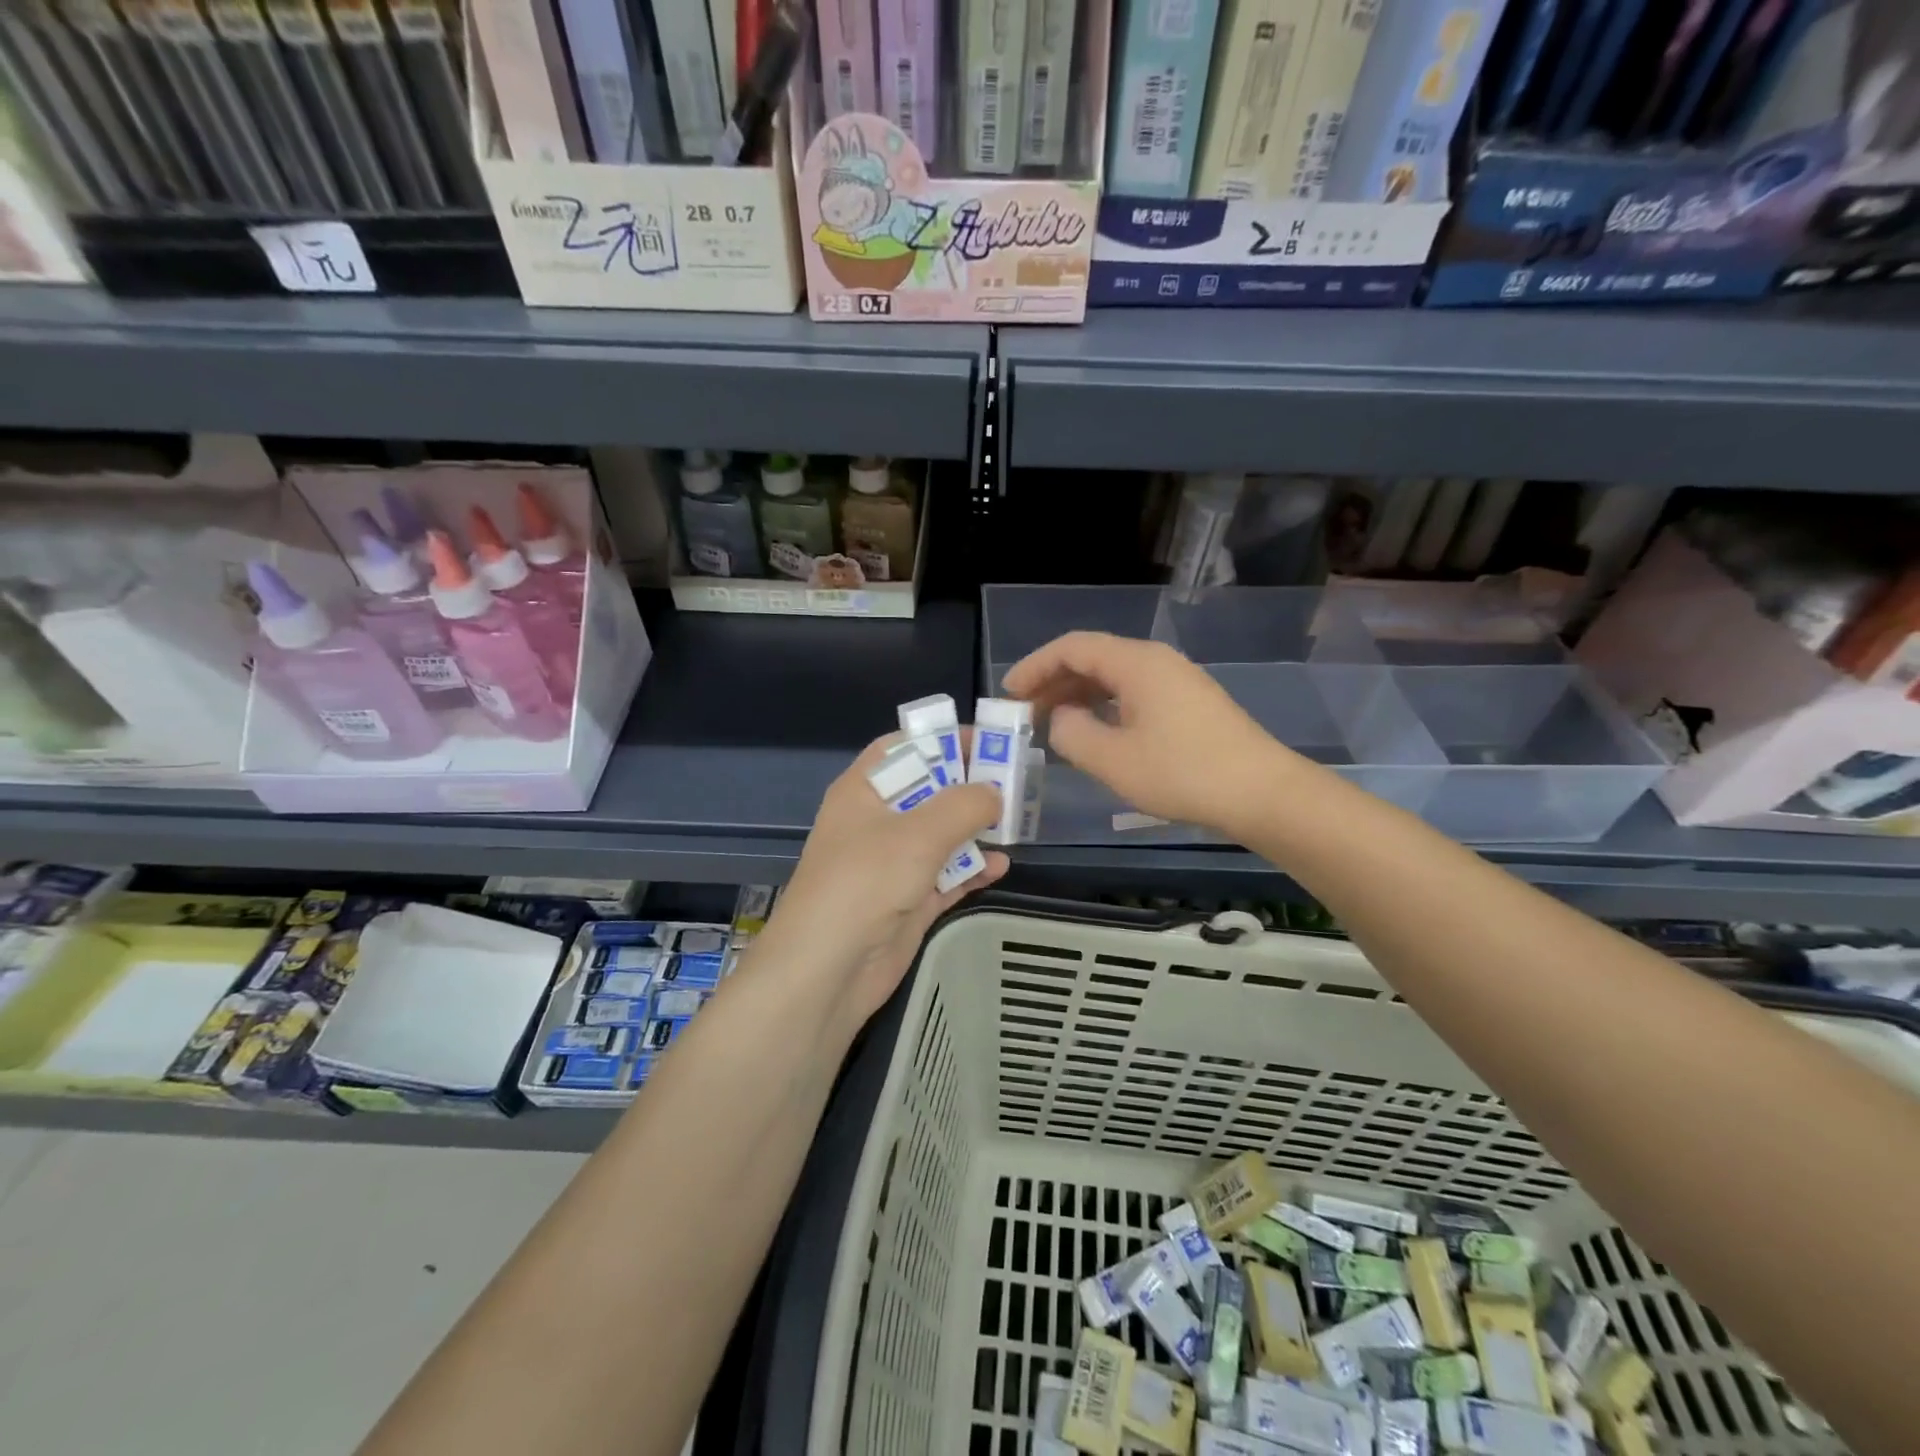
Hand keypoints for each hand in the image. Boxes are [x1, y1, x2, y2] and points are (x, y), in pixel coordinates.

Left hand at [760, 735, 1008, 1024]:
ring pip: (941, 835)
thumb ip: (963, 805)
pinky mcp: (908, 902)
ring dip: (975, 829)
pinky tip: (1000, 866)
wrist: (828, 971)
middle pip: (929, 791)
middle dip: (969, 786)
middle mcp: (877, 822)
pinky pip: (946, 876)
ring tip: (1015, 823)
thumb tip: (994, 792)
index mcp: (864, 791)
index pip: (904, 748)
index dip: (942, 739)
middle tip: (1014, 781)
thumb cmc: (865, 883)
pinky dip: (971, 870)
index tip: (987, 741)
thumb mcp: (917, 833)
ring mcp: (892, 864)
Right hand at [1003, 631, 1285, 836]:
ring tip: (1052, 725)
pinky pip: (1133, 693)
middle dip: (1053, 682)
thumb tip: (1061, 719)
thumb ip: (1072, 734)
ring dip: (1078, 696)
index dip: (1035, 666)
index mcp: (1136, 663)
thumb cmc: (1182, 773)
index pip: (1072, 647)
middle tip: (1024, 714)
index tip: (1008, 694)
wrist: (1261, 793)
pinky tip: (1095, 733)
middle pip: (1093, 658)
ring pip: (1113, 677)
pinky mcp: (1188, 703)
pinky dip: (1104, 706)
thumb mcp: (1113, 760)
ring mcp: (1176, 680)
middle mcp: (1156, 661)